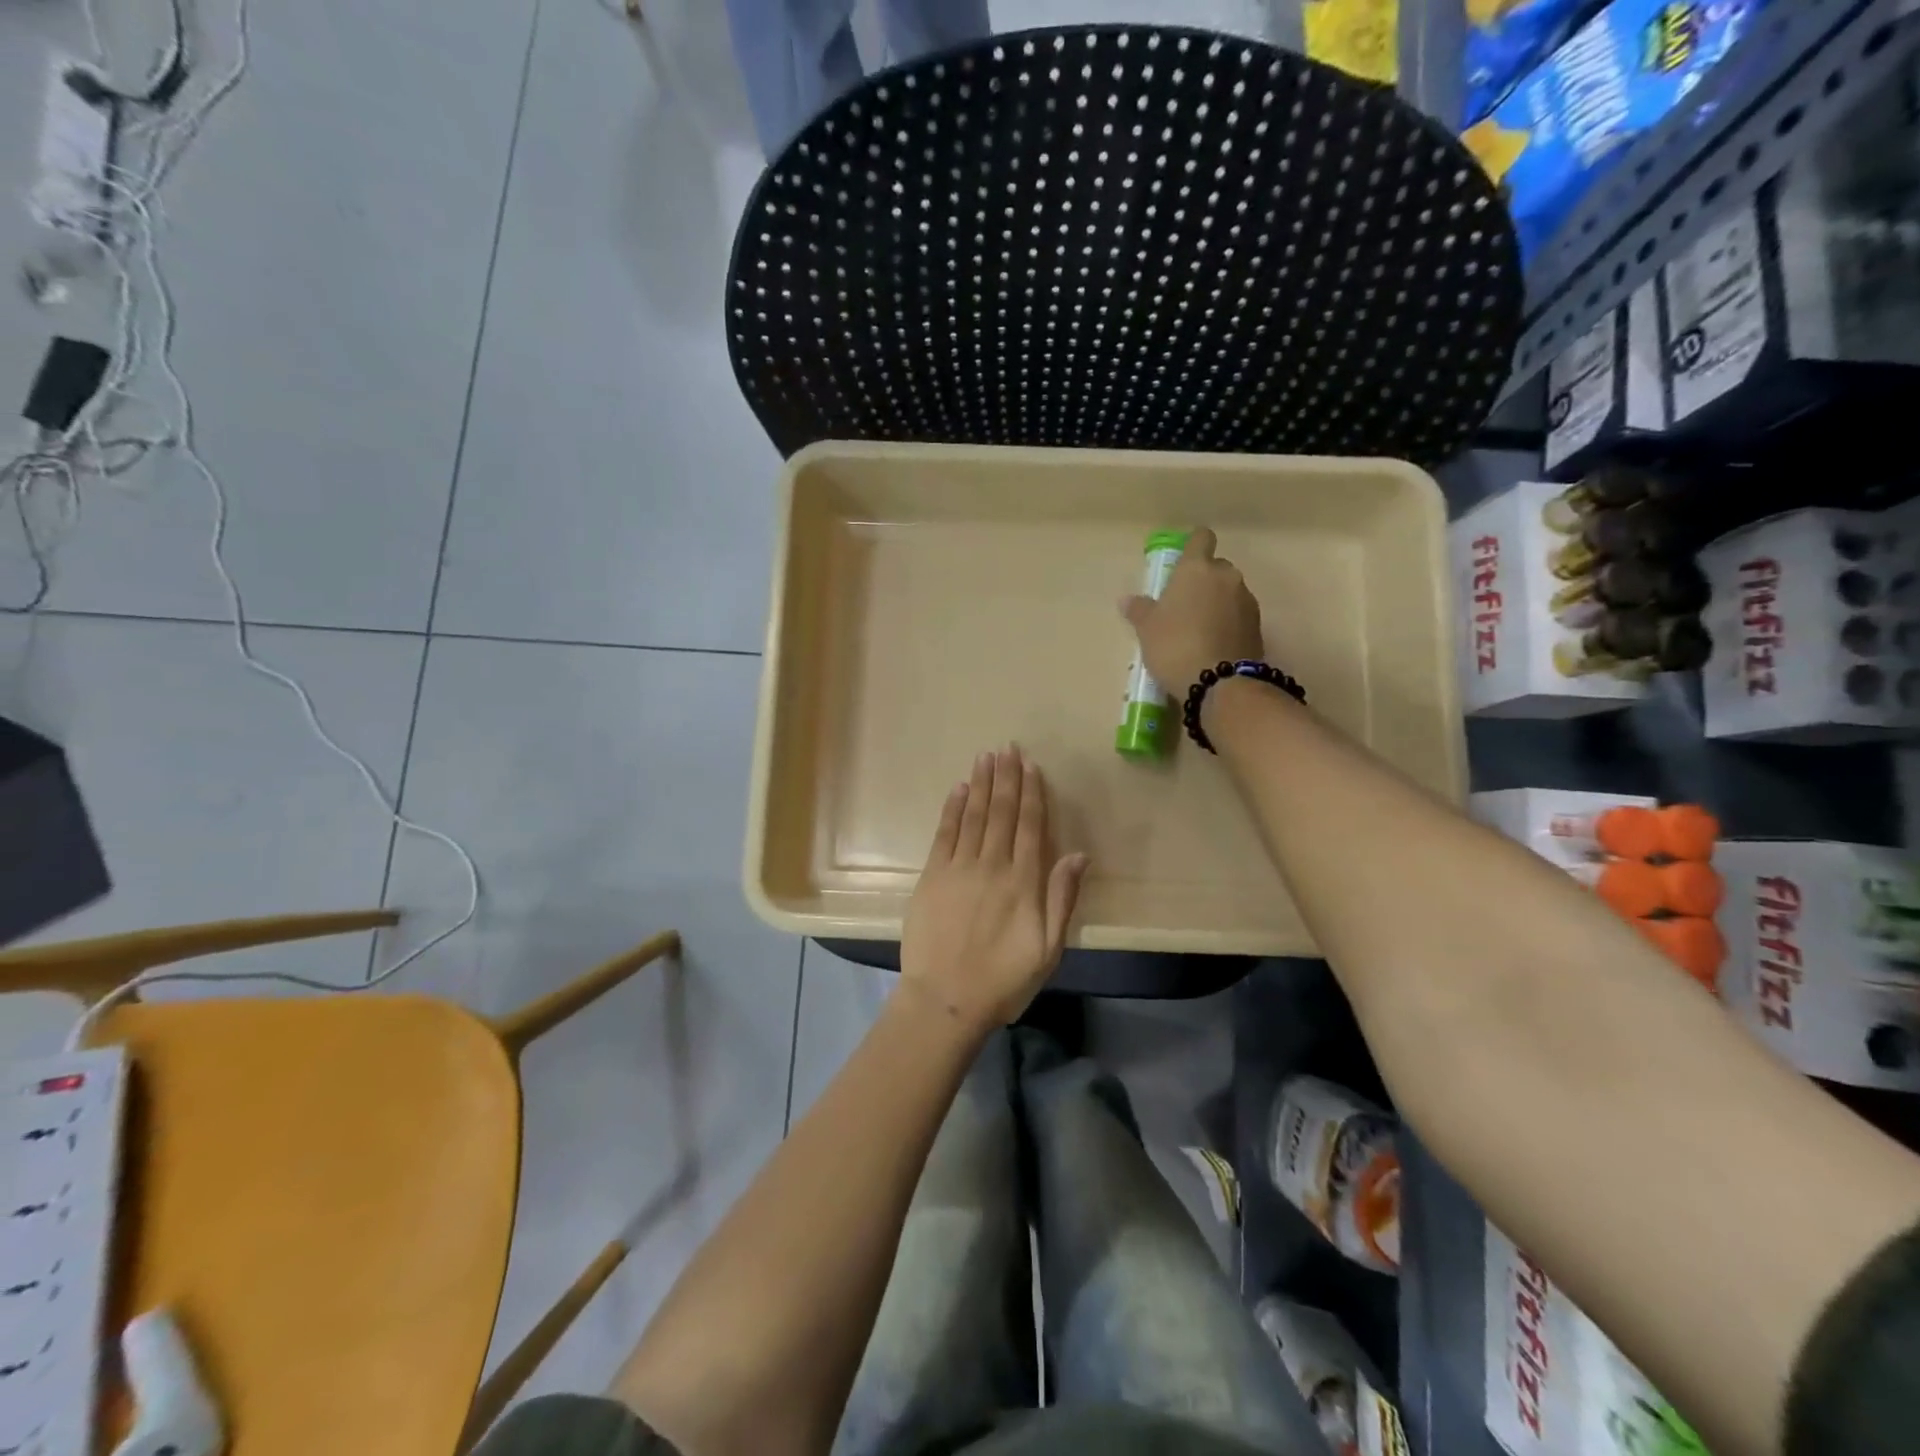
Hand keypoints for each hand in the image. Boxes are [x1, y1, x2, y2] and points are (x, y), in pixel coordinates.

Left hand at [899, 746, 1089, 1033]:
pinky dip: (952, 809)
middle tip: (1007, 747)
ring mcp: (958, 868)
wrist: (945, 999)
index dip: (1031, 793)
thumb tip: (1078, 853)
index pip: (1029, 825)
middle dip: (1006, 777)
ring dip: (980, 784)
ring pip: (972, 815)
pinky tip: (958, 789)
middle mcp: (992, 865)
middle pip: (1001, 812)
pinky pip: (944, 834)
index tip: (1030, 766)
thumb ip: (1062, 897)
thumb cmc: (1003, 979)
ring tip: (985, 756)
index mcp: (1023, 881)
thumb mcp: (1048, 948)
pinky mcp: (932, 876)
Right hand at [1121, 527, 1264, 693]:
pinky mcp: (1258, 626)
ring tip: (1199, 629)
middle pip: (1217, 567)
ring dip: (1217, 603)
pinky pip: (1239, 615)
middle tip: (1185, 604)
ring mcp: (1246, 600)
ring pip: (1230, 592)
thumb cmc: (1174, 645)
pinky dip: (1229, 623)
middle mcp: (1226, 576)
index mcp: (1196, 568)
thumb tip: (1127, 600)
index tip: (1184, 559)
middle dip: (1204, 580)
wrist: (1219, 683)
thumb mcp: (1147, 629)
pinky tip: (1214, 644)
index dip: (1194, 545)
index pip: (1201, 538)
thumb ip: (1139, 610)